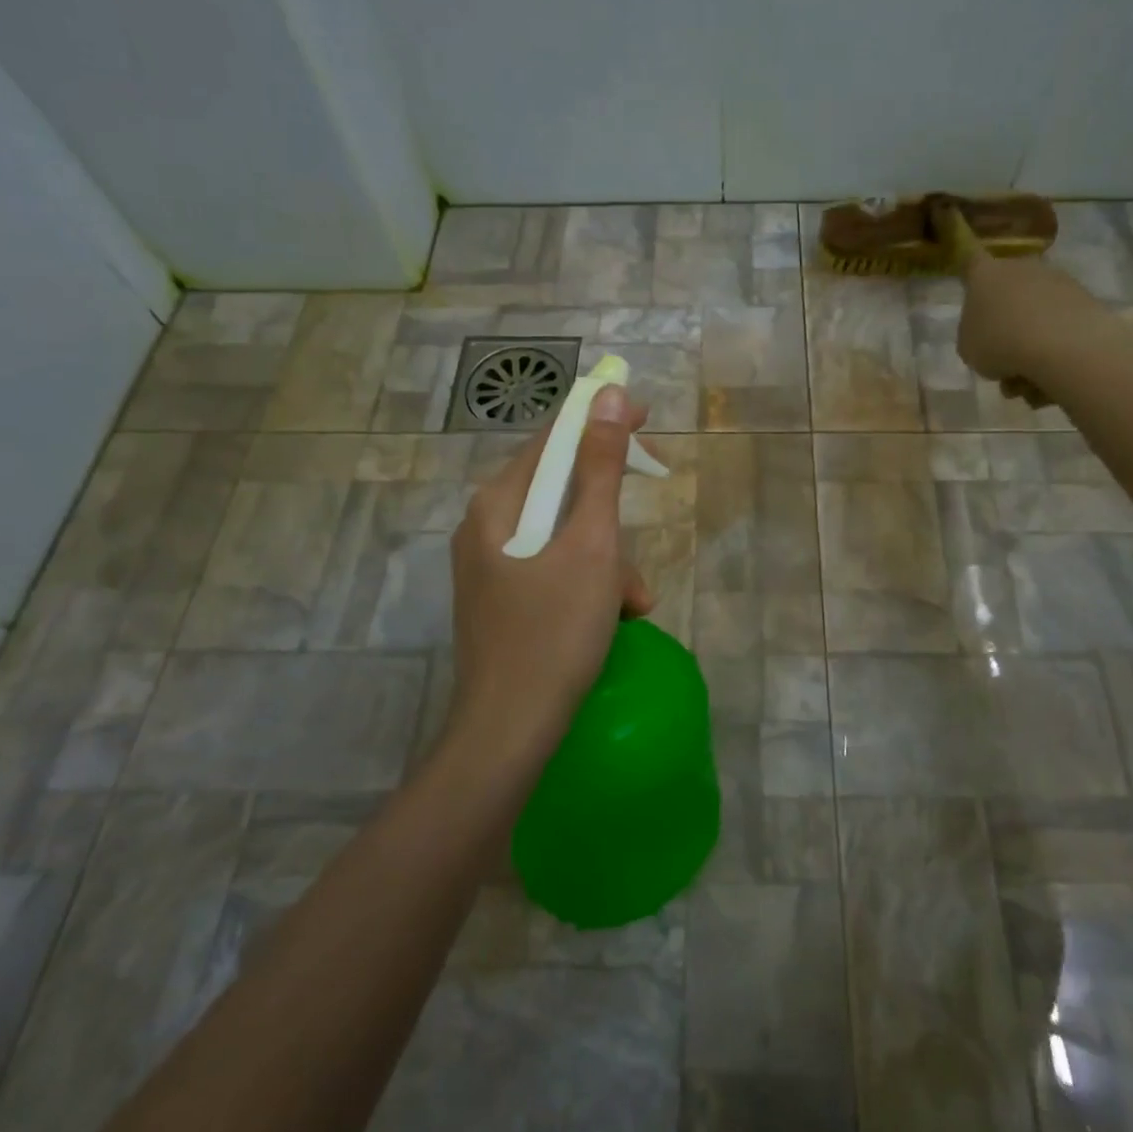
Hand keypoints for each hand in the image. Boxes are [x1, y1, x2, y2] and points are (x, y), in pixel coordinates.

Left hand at [447, 386, 652, 770]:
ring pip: (564, 537)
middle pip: (560, 491)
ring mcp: (491, 568)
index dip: (599, 423)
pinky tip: (614, 619)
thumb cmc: (555, 632)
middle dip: (610, 515)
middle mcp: (486, 528)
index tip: (646, 421)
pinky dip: (589, 584)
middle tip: (645, 525)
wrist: (509, 734)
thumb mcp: (591, 545)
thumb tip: (609, 398)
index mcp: (497, 505)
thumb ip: (601, 469)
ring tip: (633, 602)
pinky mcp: (504, 601)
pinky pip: (555, 570)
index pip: (553, 439)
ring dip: (608, 560)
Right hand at [955, 249, 1124, 406]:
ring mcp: (1058, 281)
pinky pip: (1061, 327)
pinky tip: (1051, 379)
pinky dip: (1055, 350)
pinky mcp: (1087, 299)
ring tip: (1027, 385)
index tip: (970, 286)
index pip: (971, 261)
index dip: (968, 271)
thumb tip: (988, 336)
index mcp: (985, 275)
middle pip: (1008, 294)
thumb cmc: (1000, 343)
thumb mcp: (968, 349)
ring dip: (1030, 346)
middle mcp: (1022, 268)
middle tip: (1002, 363)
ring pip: (1036, 316)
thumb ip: (972, 337)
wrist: (1062, 346)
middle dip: (1005, 327)